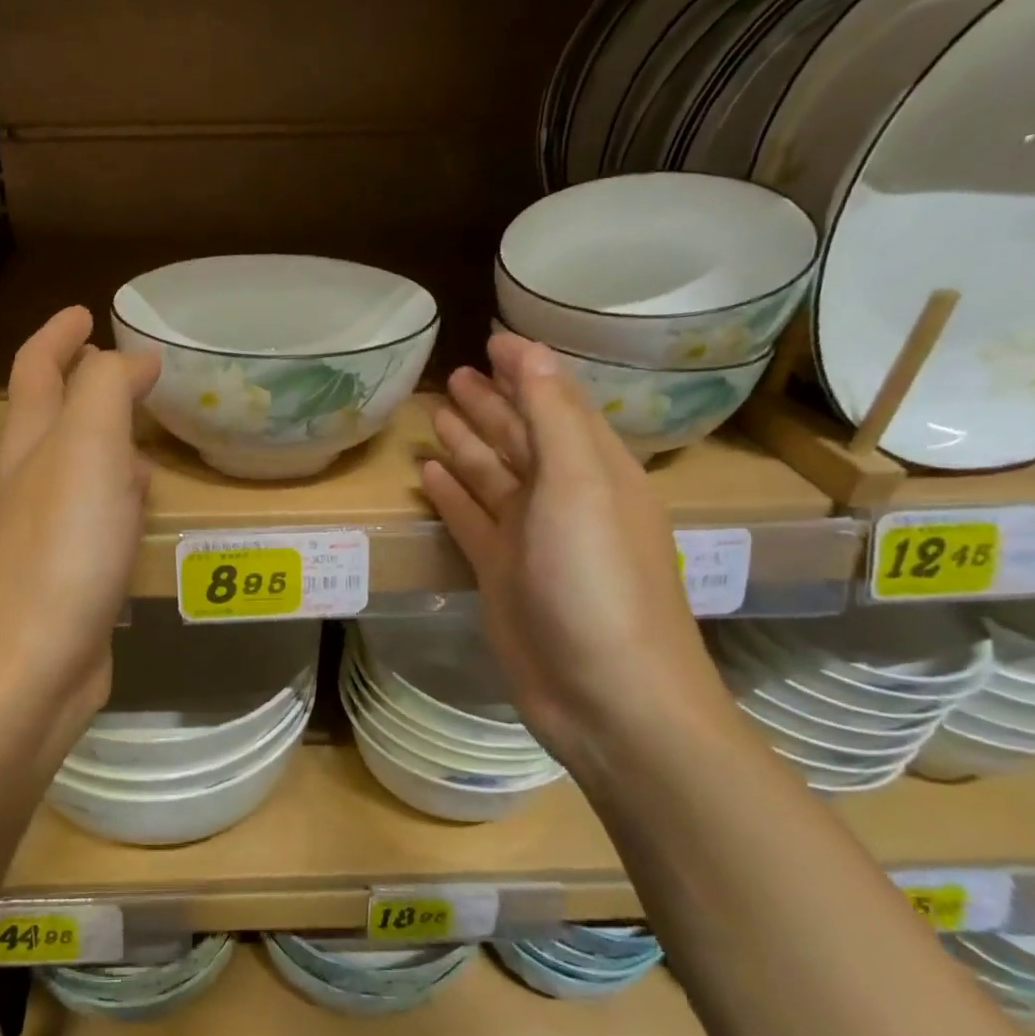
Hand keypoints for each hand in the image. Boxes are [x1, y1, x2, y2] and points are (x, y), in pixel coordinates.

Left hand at [0, 308, 158, 768]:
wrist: (28, 672)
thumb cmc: (60, 553)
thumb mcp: (86, 451)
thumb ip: (106, 391)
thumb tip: (131, 357)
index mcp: (28, 445)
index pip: (37, 370)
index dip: (58, 334)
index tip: (88, 310)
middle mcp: (28, 484)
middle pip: (51, 418)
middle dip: (83, 385)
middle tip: (128, 370)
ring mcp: (45, 534)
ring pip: (76, 470)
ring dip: (105, 442)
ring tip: (143, 430)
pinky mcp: (68, 578)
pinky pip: (95, 518)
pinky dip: (118, 498)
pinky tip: (140, 507)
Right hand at [421, 332, 731, 772]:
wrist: (605, 695)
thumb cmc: (598, 581)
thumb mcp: (580, 485)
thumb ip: (551, 415)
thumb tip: (527, 350)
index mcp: (595, 470)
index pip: (556, 403)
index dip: (525, 370)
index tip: (490, 340)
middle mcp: (563, 499)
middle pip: (521, 439)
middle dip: (492, 404)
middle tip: (454, 375)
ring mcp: (530, 540)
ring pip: (493, 478)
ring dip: (468, 445)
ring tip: (436, 415)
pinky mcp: (501, 576)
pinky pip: (472, 521)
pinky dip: (452, 496)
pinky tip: (429, 474)